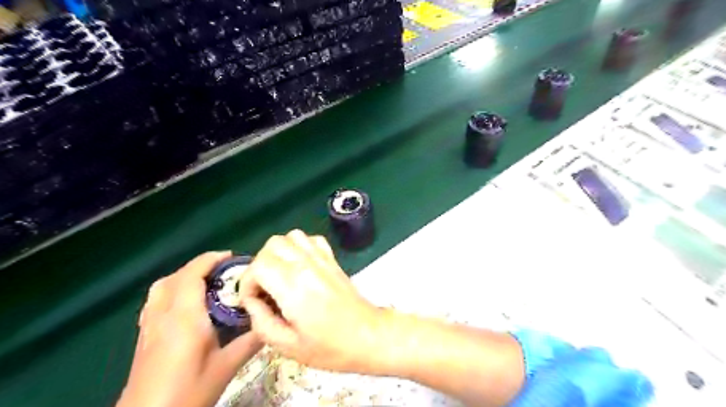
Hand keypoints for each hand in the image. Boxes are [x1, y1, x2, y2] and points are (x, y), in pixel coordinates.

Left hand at [118, 252, 264, 406]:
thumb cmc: (188, 391)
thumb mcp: (226, 367)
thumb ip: (251, 341)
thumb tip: (271, 321)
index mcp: (184, 317)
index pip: (192, 275)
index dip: (210, 260)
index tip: (231, 256)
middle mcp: (163, 315)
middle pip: (175, 277)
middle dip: (199, 266)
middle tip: (224, 270)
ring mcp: (149, 326)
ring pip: (161, 287)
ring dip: (184, 276)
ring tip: (207, 282)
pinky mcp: (144, 337)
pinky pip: (156, 301)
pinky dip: (172, 290)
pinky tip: (187, 304)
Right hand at [241, 230, 384, 370]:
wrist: (368, 335)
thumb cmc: (330, 346)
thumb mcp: (288, 346)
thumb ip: (262, 323)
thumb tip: (251, 303)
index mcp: (294, 286)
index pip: (259, 265)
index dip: (247, 282)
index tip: (252, 301)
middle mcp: (307, 265)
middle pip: (272, 245)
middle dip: (259, 265)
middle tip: (263, 288)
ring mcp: (322, 258)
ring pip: (291, 236)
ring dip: (278, 252)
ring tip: (278, 274)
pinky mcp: (332, 259)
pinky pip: (311, 239)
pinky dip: (299, 246)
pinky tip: (299, 265)